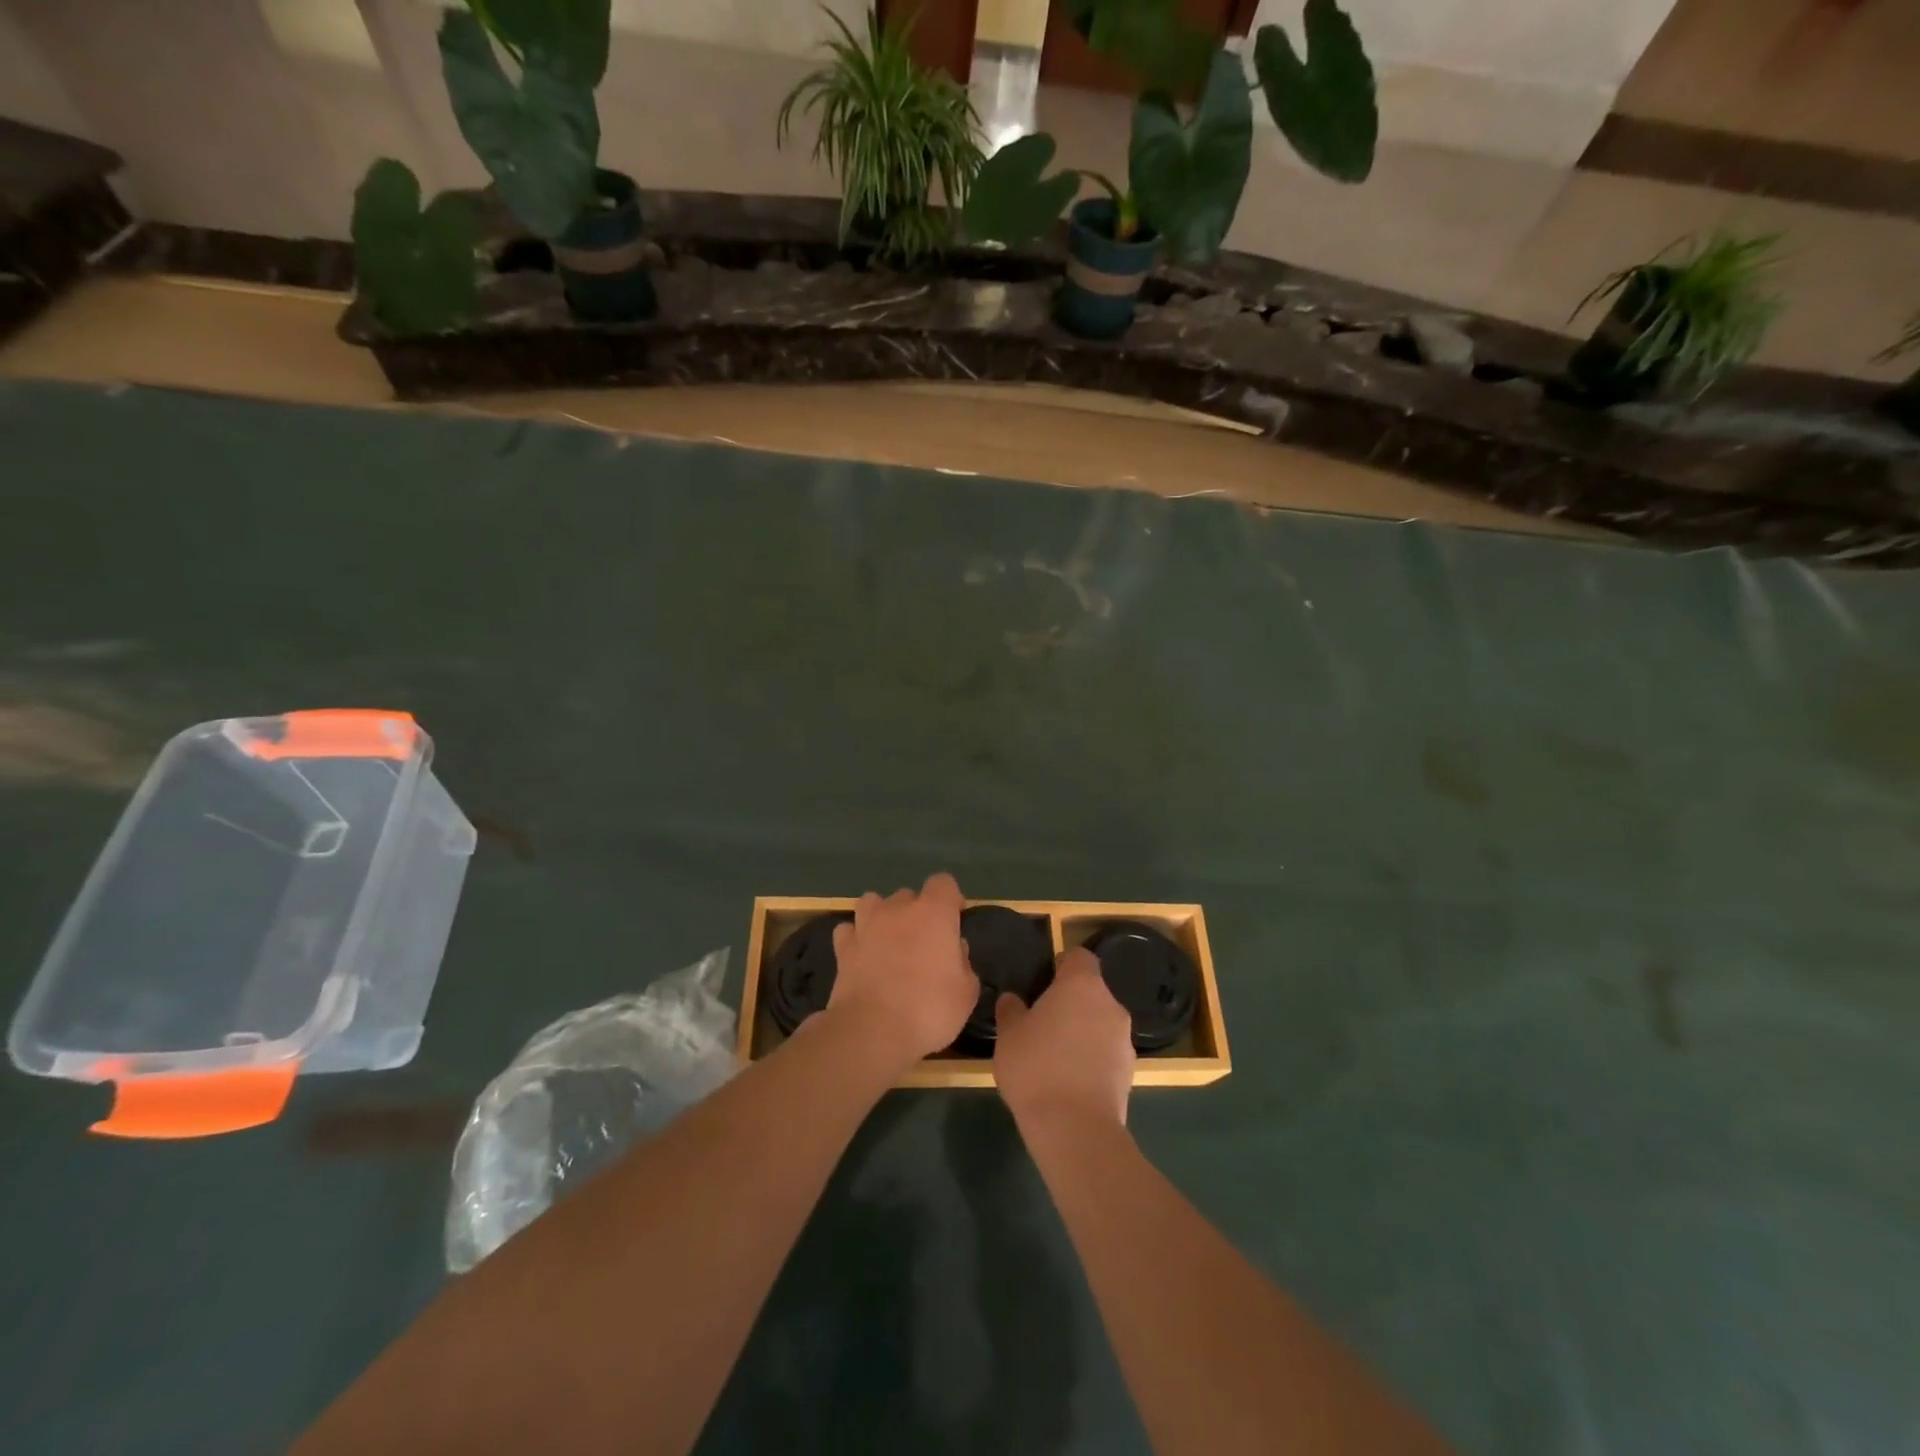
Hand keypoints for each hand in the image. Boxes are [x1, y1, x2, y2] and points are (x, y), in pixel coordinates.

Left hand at [824, 872, 976, 1067]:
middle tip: (923, 943)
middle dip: (916, 912)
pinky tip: (862, 955)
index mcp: (934, 913)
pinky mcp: (843, 947)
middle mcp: (898, 909)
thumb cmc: (929, 1009)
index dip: (950, 898)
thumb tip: (954, 949)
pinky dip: (855, 938)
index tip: (954, 919)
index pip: (943, 883)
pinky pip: (849, 930)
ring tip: (888, 941)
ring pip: (873, 903)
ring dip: (882, 916)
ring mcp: (866, 925)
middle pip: (909, 895)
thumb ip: (963, 962)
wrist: (872, 1031)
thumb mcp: (966, 992)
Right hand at [994, 946, 1133, 1129]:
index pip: (1079, 957)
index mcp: (1082, 985)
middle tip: (1043, 1022)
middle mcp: (1110, 1005)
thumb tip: (1013, 1000)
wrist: (1075, 1129)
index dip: (1062, 965)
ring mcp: (1125, 1039)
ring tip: (1055, 1056)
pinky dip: (1092, 1058)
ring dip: (1083, 1031)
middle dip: (1071, 1002)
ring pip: (1101, 1023)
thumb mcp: (1009, 1035)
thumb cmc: (1037, 1068)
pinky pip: (1107, 1052)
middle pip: (1092, 991)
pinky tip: (1070, 1080)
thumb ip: (1011, 1010)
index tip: (1044, 981)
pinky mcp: (1130, 1072)